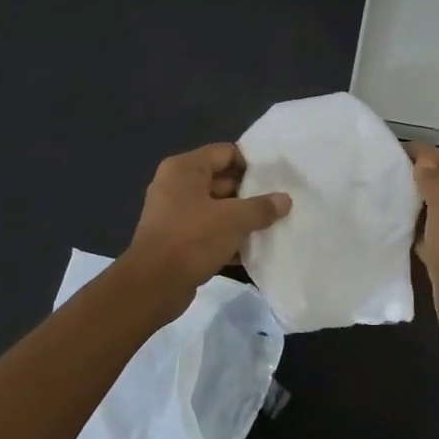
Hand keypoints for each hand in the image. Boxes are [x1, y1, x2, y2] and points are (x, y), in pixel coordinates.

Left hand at [124, 143, 290, 305]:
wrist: (153, 286)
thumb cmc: (193, 239)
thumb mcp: (234, 220)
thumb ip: (262, 208)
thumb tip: (285, 200)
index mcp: (185, 169)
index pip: (225, 152)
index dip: (252, 164)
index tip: (275, 180)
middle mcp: (176, 185)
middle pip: (221, 180)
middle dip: (250, 194)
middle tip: (278, 205)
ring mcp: (173, 213)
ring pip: (216, 208)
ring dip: (240, 218)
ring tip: (271, 227)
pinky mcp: (175, 239)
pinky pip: (207, 230)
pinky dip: (226, 237)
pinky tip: (251, 250)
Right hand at [405, 143, 438, 358]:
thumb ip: (434, 181)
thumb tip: (423, 161)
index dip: (428, 153)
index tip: (396, 149)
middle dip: (419, 175)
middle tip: (385, 170)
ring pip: (435, 211)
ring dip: (414, 202)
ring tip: (383, 193)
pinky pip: (428, 235)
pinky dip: (412, 228)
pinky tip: (391, 225)